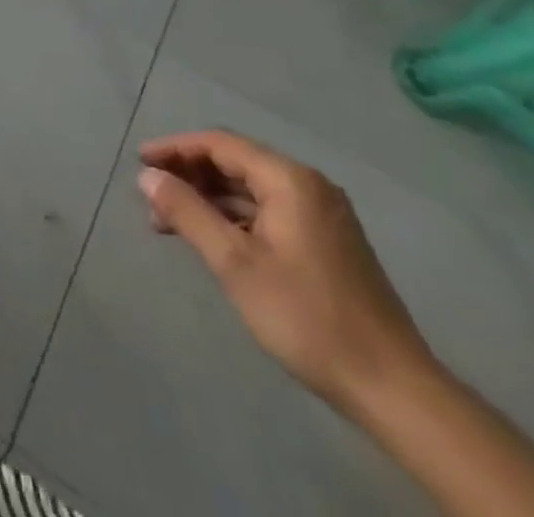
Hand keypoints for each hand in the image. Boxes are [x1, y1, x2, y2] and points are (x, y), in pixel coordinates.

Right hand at [137, 130, 434, 417]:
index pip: (219, 144)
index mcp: (289, 180)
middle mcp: (308, 186)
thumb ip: (187, 212)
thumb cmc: (307, 316)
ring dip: (208, 198)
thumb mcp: (235, 263)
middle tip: (151, 195)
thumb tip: (147, 177)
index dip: (175, 149)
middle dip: (189, 175)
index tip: (139, 162)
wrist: (394, 389)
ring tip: (170, 221)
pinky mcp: (327, 242)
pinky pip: (268, 211)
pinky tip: (211, 238)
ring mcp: (322, 214)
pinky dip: (234, 217)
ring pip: (250, 189)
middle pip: (235, 162)